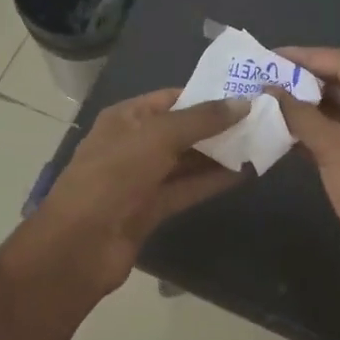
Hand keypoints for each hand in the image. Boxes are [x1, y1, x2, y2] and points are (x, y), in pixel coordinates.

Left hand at [32, 89, 245, 292]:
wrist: (79, 245)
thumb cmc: (114, 176)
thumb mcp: (158, 137)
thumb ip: (202, 119)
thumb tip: (244, 103)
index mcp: (126, 117)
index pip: (172, 98)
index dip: (206, 94)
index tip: (244, 93)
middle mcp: (134, 143)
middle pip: (182, 129)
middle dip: (218, 125)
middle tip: (261, 118)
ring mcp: (142, 178)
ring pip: (187, 160)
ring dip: (219, 153)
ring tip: (260, 142)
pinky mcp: (152, 209)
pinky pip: (187, 188)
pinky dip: (213, 181)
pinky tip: (244, 173)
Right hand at [265, 49, 339, 314]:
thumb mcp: (334, 146)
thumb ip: (299, 113)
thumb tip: (267, 89)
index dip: (307, 57)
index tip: (271, 55)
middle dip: (302, 82)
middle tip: (263, 77)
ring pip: (334, 111)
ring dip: (303, 107)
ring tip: (265, 100)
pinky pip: (333, 135)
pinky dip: (309, 131)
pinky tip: (279, 130)